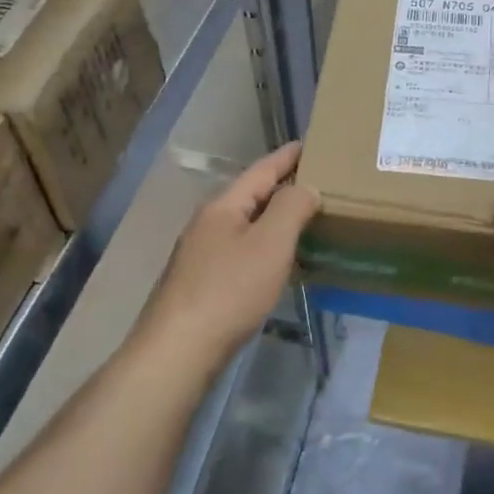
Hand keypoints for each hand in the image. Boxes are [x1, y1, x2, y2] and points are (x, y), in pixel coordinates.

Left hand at [137, 142, 319, 372]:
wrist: (177, 350)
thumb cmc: (229, 290)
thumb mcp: (270, 243)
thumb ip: (292, 207)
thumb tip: (306, 187)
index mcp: (223, 205)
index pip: (261, 170)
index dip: (287, 157)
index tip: (308, 143)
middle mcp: (207, 222)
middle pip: (250, 195)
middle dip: (281, 186)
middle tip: (315, 181)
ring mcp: (199, 253)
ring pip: (244, 224)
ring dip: (272, 218)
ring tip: (302, 218)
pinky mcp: (200, 282)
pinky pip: (239, 250)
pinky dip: (262, 246)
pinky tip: (275, 262)